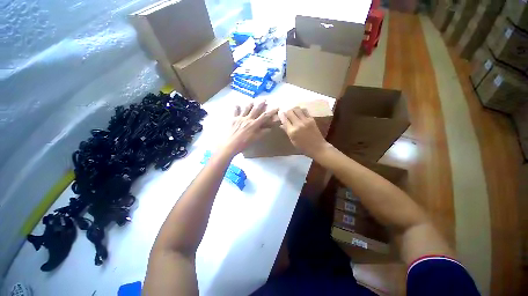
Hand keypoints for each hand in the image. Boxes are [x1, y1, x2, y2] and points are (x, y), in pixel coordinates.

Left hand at [219, 101, 277, 156]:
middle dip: (261, 104)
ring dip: (250, 104)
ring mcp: (240, 118)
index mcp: (254, 124)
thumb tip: (269, 129)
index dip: (271, 111)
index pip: (265, 116)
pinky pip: (235, 112)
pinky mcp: (233, 119)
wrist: (230, 144)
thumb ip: (262, 133)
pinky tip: (237, 104)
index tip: (276, 107)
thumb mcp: (255, 139)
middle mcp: (248, 119)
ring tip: (252, 101)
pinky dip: (236, 108)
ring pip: (246, 108)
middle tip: (264, 99)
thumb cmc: (244, 143)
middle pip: (255, 109)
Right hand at [278, 107, 331, 158]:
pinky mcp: (311, 119)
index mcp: (292, 131)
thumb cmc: (303, 147)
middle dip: (287, 112)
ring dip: (293, 109)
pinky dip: (300, 110)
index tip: (280, 113)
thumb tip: (281, 124)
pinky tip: (300, 113)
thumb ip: (287, 131)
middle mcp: (298, 124)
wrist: (318, 147)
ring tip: (293, 113)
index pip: (284, 120)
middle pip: (290, 112)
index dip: (281, 115)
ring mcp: (305, 121)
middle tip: (287, 114)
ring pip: (297, 109)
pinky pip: (304, 110)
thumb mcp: (293, 141)